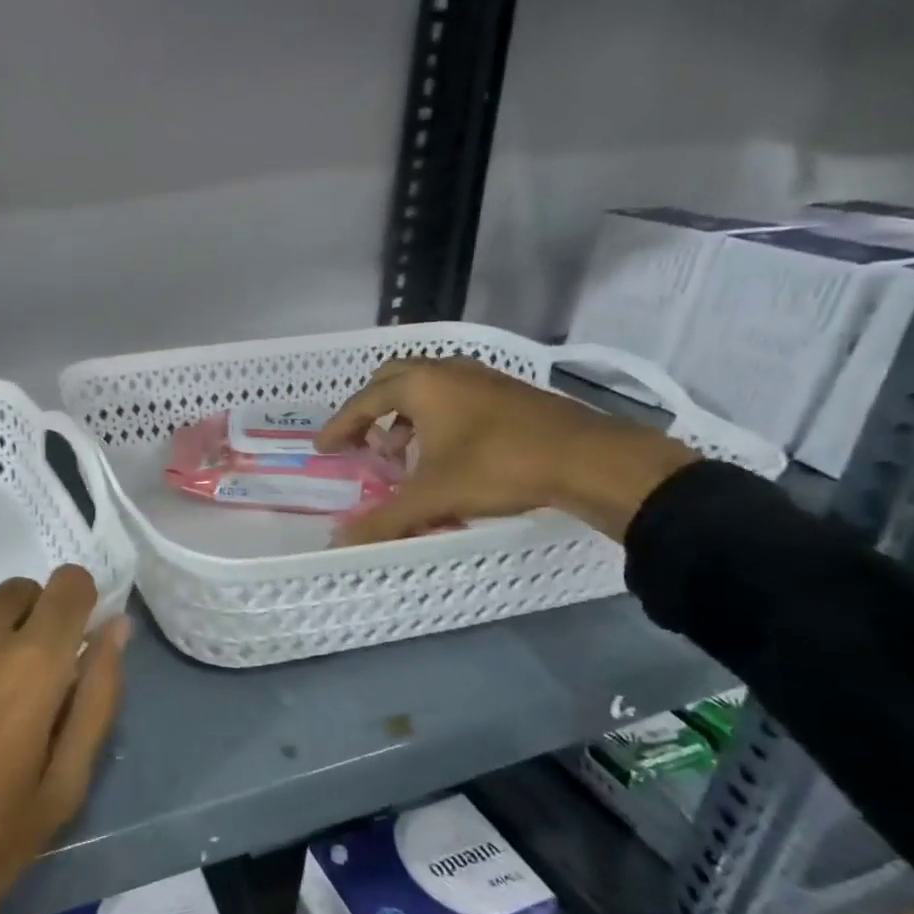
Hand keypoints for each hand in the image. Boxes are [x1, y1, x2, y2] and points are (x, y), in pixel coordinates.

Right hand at [317, 357, 698, 543]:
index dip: (340, 426)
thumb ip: (383, 520)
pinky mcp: (507, 391)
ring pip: (426, 386)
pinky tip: (444, 450)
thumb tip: (339, 544)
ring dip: (404, 415)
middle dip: (370, 410)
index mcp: (421, 384)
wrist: (589, 459)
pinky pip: (453, 395)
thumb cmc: (498, 466)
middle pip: (392, 379)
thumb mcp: (433, 497)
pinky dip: (434, 416)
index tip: (324, 449)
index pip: (364, 400)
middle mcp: (447, 370)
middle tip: (360, 441)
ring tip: (401, 451)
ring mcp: (481, 377)